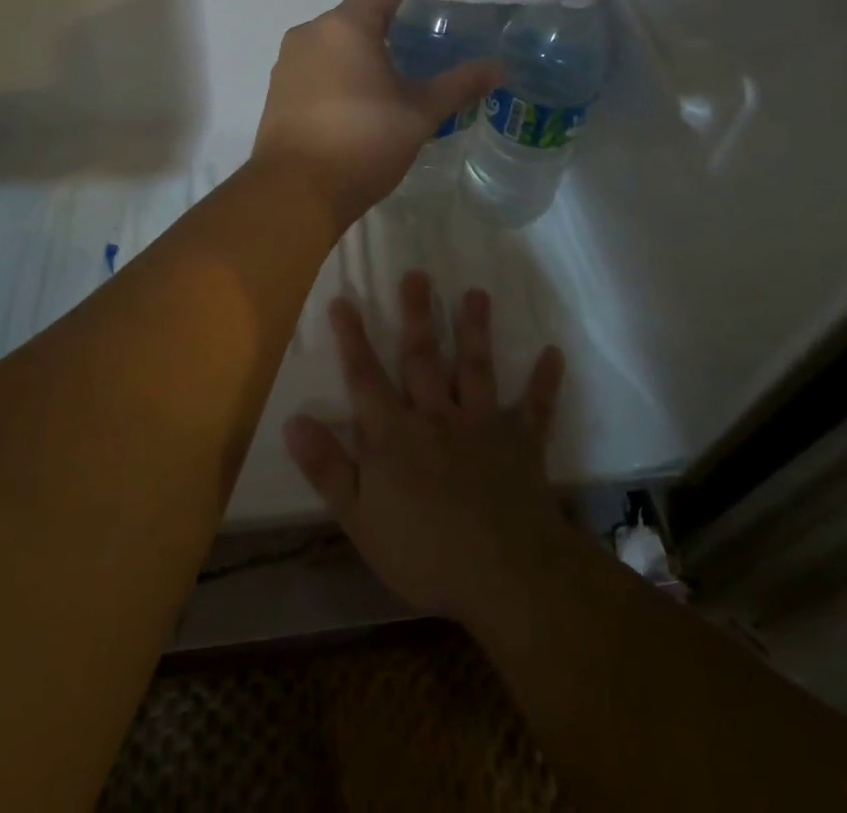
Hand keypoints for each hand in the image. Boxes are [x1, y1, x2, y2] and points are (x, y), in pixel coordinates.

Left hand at [251, 0, 497, 228]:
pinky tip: (359, 100)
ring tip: (394, 75)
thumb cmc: (363, 142)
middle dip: (388, 27)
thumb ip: (459, 85)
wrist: (296, 192)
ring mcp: (288, 61)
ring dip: (360, 53)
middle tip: (424, 43)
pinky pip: (315, 67)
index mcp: (344, 25)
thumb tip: (500, 68)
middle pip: (355, 15)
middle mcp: (310, 32)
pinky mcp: (277, 90)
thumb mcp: (420, 114)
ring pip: (332, 43)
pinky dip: (338, 73)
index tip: (437, 6)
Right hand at [284, 271, 571, 624]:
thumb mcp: (359, 519)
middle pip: (422, 358)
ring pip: (475, 368)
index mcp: (394, 435)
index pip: (366, 378)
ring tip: (476, 292)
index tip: (344, 299)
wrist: (504, 573)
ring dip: (475, 329)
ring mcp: (482, 424)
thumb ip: (327, 468)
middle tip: (417, 274)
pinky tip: (554, 353)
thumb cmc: (424, 553)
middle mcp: (436, 416)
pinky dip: (544, 381)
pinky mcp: (520, 441)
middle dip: (417, 315)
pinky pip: (534, 407)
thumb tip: (293, 420)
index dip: (352, 339)